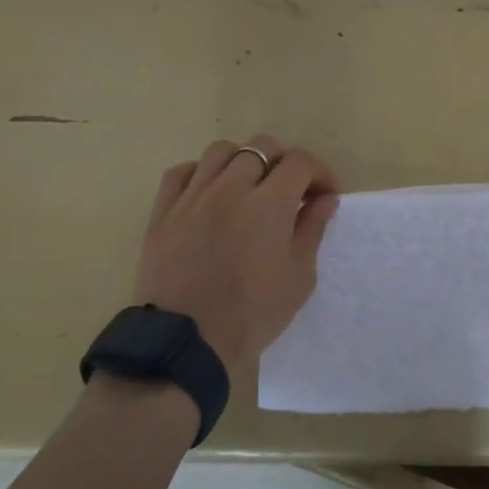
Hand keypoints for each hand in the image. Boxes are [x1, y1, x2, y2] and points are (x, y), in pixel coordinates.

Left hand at [133, 135, 340, 371]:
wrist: (186, 342)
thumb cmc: (251, 314)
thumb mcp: (298, 277)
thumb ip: (312, 230)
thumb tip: (325, 199)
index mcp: (269, 203)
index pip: (300, 162)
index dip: (319, 172)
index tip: (324, 195)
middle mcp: (230, 187)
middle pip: (262, 146)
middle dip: (284, 161)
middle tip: (290, 190)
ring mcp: (193, 196)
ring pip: (221, 150)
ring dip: (243, 161)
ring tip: (249, 186)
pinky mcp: (164, 210)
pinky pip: (182, 172)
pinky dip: (201, 173)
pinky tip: (210, 192)